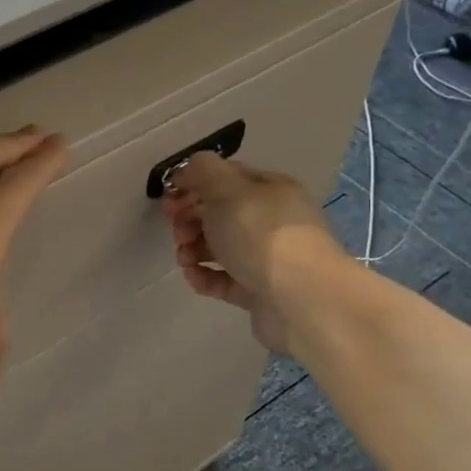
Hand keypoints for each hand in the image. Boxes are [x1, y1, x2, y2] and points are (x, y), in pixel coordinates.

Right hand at [160, 152, 343, 355]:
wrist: (302, 300)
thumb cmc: (261, 235)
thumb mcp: (228, 189)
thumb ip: (203, 171)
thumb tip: (188, 170)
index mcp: (269, 189)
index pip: (225, 178)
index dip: (193, 185)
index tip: (169, 199)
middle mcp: (271, 220)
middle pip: (220, 213)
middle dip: (190, 219)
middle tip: (177, 232)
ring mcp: (266, 258)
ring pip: (220, 247)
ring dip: (193, 249)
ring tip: (184, 259)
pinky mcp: (259, 291)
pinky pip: (224, 280)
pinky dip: (205, 277)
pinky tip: (195, 277)